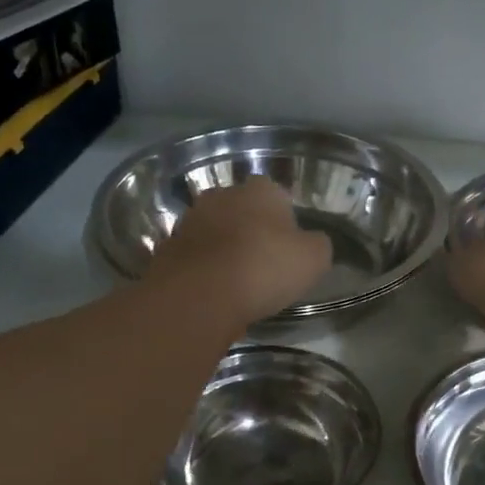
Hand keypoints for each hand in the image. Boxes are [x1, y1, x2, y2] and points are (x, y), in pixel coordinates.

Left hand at [145, 177, 333, 326]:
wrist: (200, 295)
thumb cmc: (265, 268)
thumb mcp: (314, 259)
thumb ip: (317, 245)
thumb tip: (311, 243)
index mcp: (260, 190)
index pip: (277, 195)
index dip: (285, 220)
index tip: (290, 246)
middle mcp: (222, 195)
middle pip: (242, 210)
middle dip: (252, 230)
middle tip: (265, 262)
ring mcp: (190, 220)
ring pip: (216, 232)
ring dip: (225, 249)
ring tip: (239, 281)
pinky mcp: (168, 248)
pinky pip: (195, 256)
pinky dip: (205, 269)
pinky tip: (215, 292)